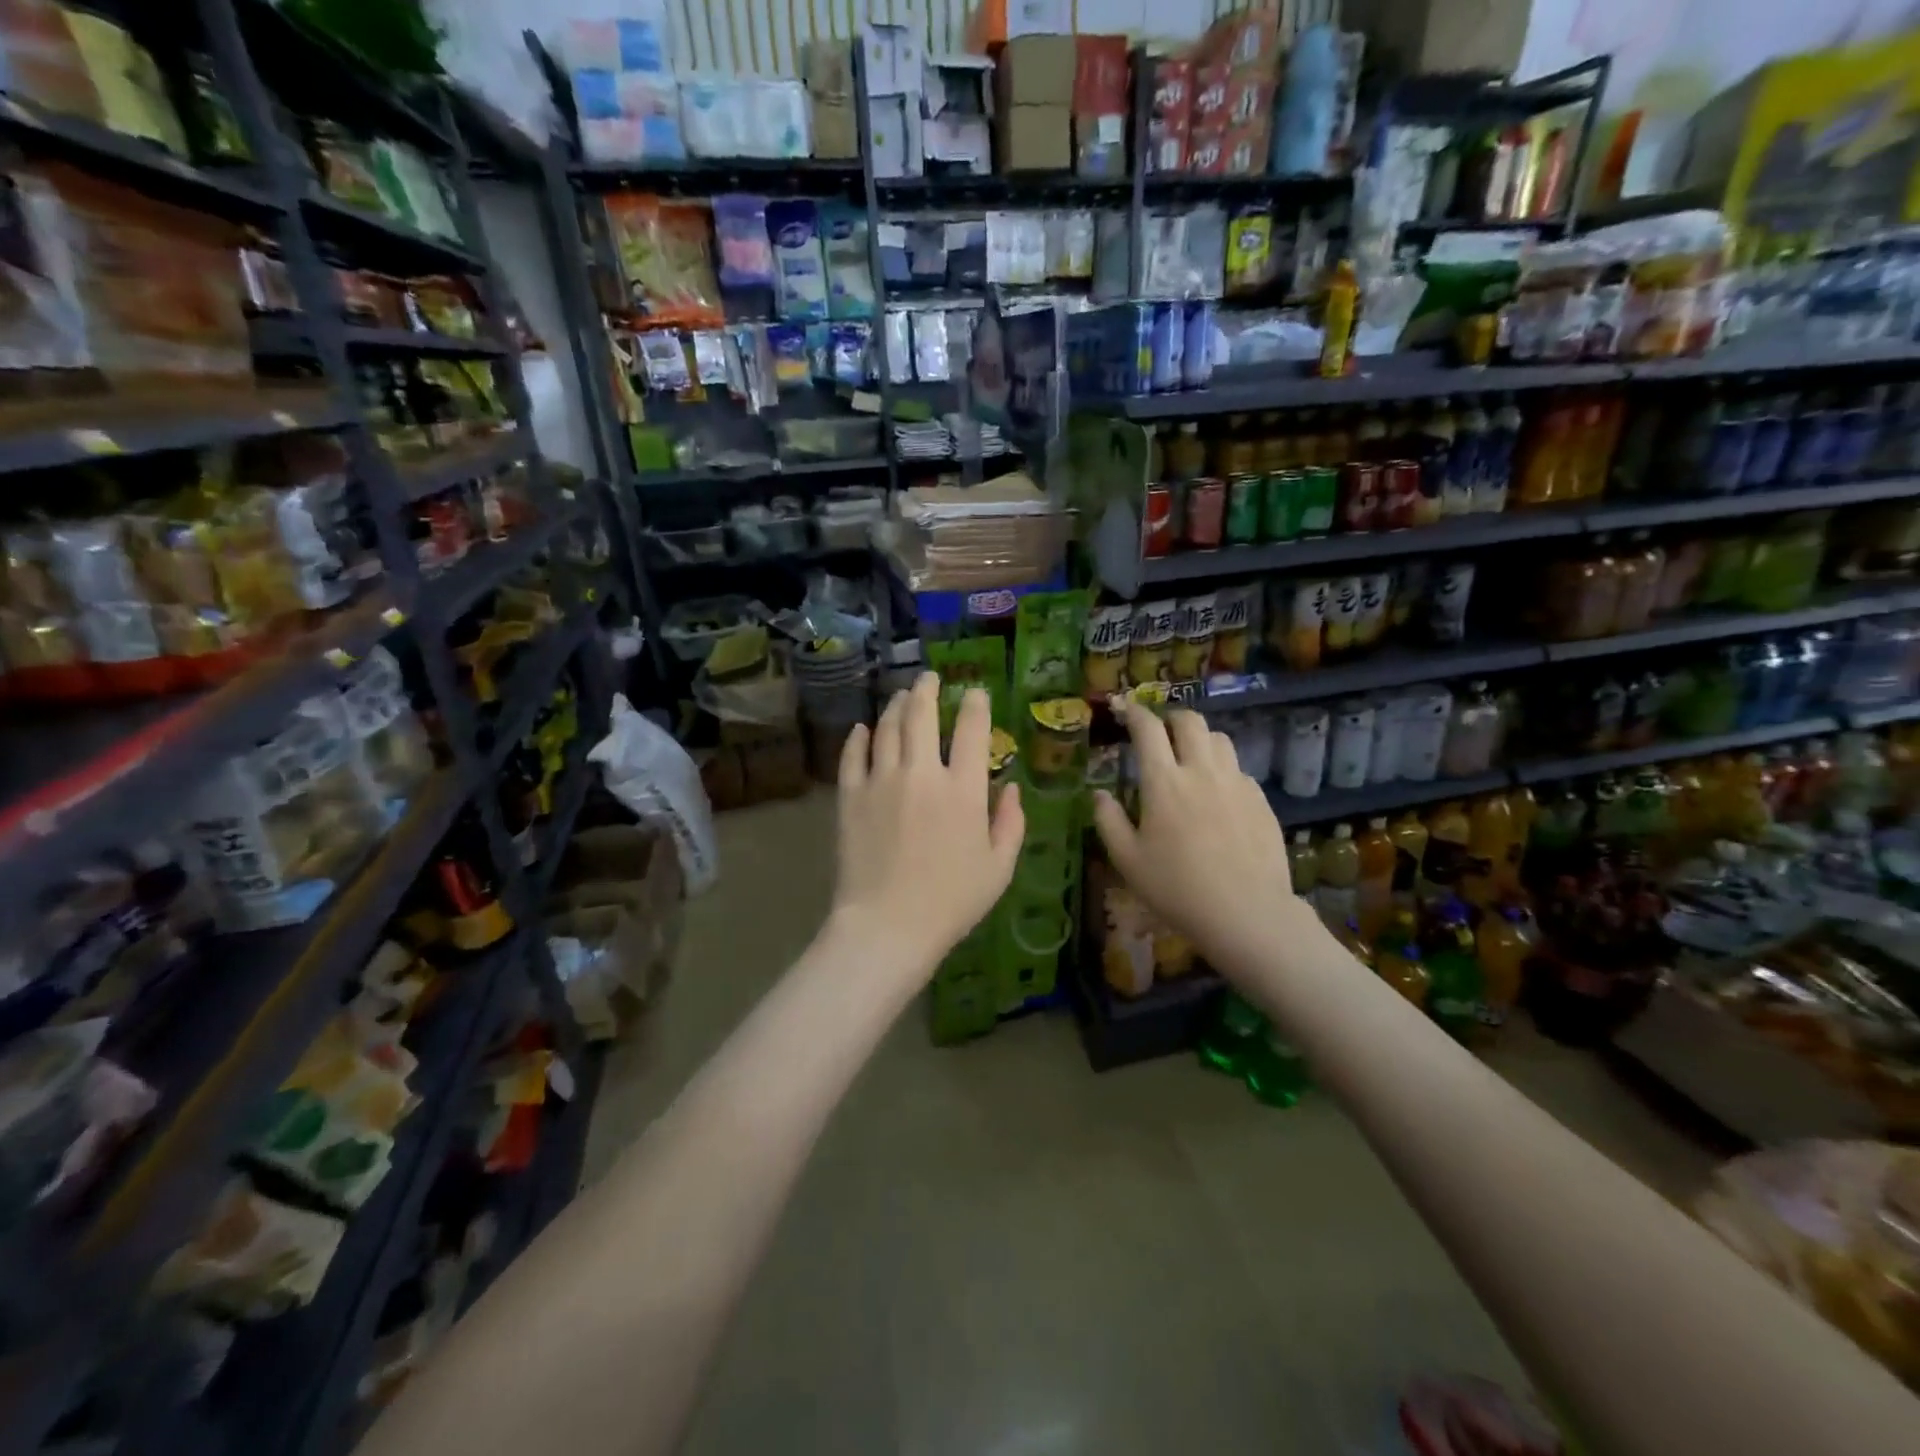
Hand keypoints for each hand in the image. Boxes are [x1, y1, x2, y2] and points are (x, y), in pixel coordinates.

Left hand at [830, 673, 1024, 979]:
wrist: (887, 925)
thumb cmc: (952, 902)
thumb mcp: (999, 868)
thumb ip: (1011, 823)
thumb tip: (1013, 787)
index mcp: (963, 790)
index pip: (973, 731)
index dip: (976, 705)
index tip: (976, 693)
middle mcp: (922, 774)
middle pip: (922, 715)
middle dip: (927, 689)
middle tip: (929, 678)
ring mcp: (881, 781)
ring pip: (888, 727)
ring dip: (896, 706)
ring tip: (902, 696)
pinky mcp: (851, 796)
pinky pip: (853, 755)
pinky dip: (859, 737)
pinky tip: (863, 729)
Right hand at [1092, 701, 1307, 970]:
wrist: (1246, 913)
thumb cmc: (1176, 888)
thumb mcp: (1128, 860)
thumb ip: (1108, 820)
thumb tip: (1100, 794)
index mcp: (1164, 782)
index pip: (1147, 729)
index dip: (1133, 712)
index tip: (1124, 708)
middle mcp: (1201, 771)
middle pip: (1190, 721)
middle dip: (1171, 719)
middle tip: (1160, 733)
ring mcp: (1236, 783)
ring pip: (1220, 739)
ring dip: (1200, 739)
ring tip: (1191, 759)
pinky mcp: (1260, 800)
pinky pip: (1239, 769)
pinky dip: (1223, 770)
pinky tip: (1218, 795)